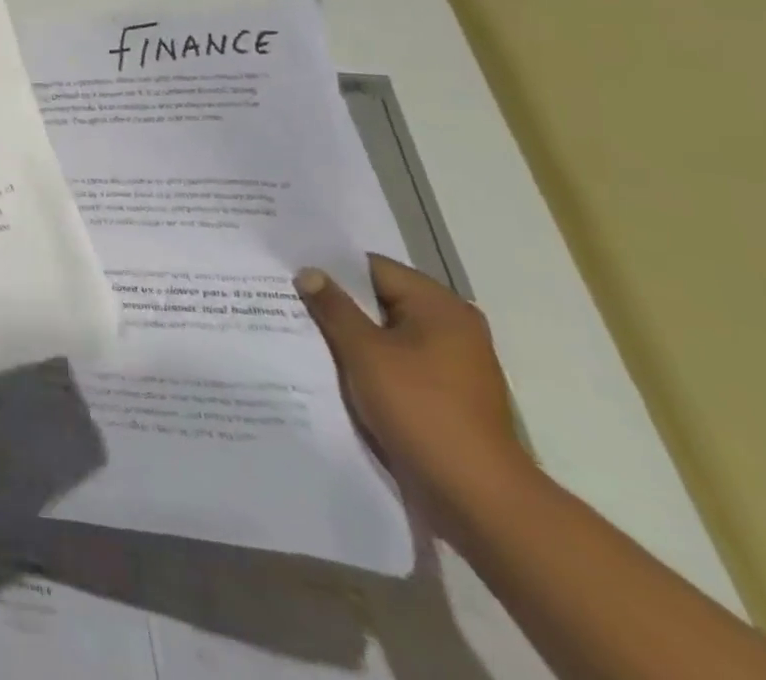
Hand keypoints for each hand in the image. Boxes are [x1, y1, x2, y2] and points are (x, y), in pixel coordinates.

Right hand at [295, 254, 531, 519]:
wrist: (477, 498)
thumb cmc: (420, 410)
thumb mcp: (364, 352)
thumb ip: (333, 307)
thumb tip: (309, 273)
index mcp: (439, 306)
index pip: (373, 268)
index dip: (331, 269)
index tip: (292, 273)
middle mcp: (452, 327)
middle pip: (380, 300)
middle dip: (338, 304)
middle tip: (289, 300)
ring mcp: (452, 363)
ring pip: (386, 334)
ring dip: (351, 336)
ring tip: (304, 333)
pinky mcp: (445, 394)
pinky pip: (397, 362)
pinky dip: (369, 362)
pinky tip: (335, 368)